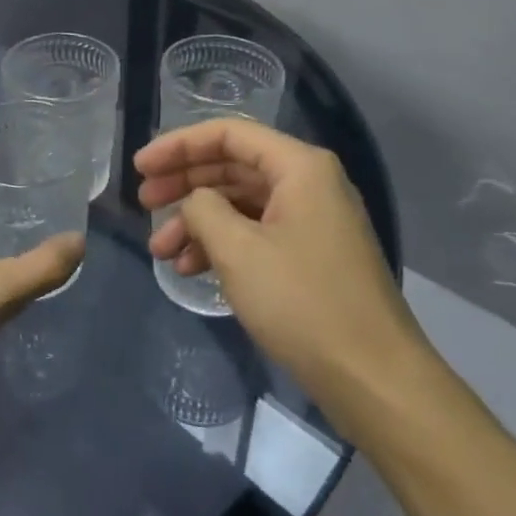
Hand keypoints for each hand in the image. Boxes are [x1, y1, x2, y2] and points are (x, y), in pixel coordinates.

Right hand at [136, 118, 426, 409]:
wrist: (375, 380)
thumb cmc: (303, 303)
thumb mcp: (238, 250)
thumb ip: (203, 209)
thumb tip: (194, 202)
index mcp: (299, 167)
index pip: (228, 134)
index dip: (178, 145)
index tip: (140, 167)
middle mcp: (308, 184)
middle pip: (232, 166)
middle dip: (184, 183)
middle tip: (144, 204)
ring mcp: (311, 221)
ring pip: (240, 204)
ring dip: (197, 222)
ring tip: (159, 251)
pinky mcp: (310, 256)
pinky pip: (256, 234)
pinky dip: (221, 246)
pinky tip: (190, 269)